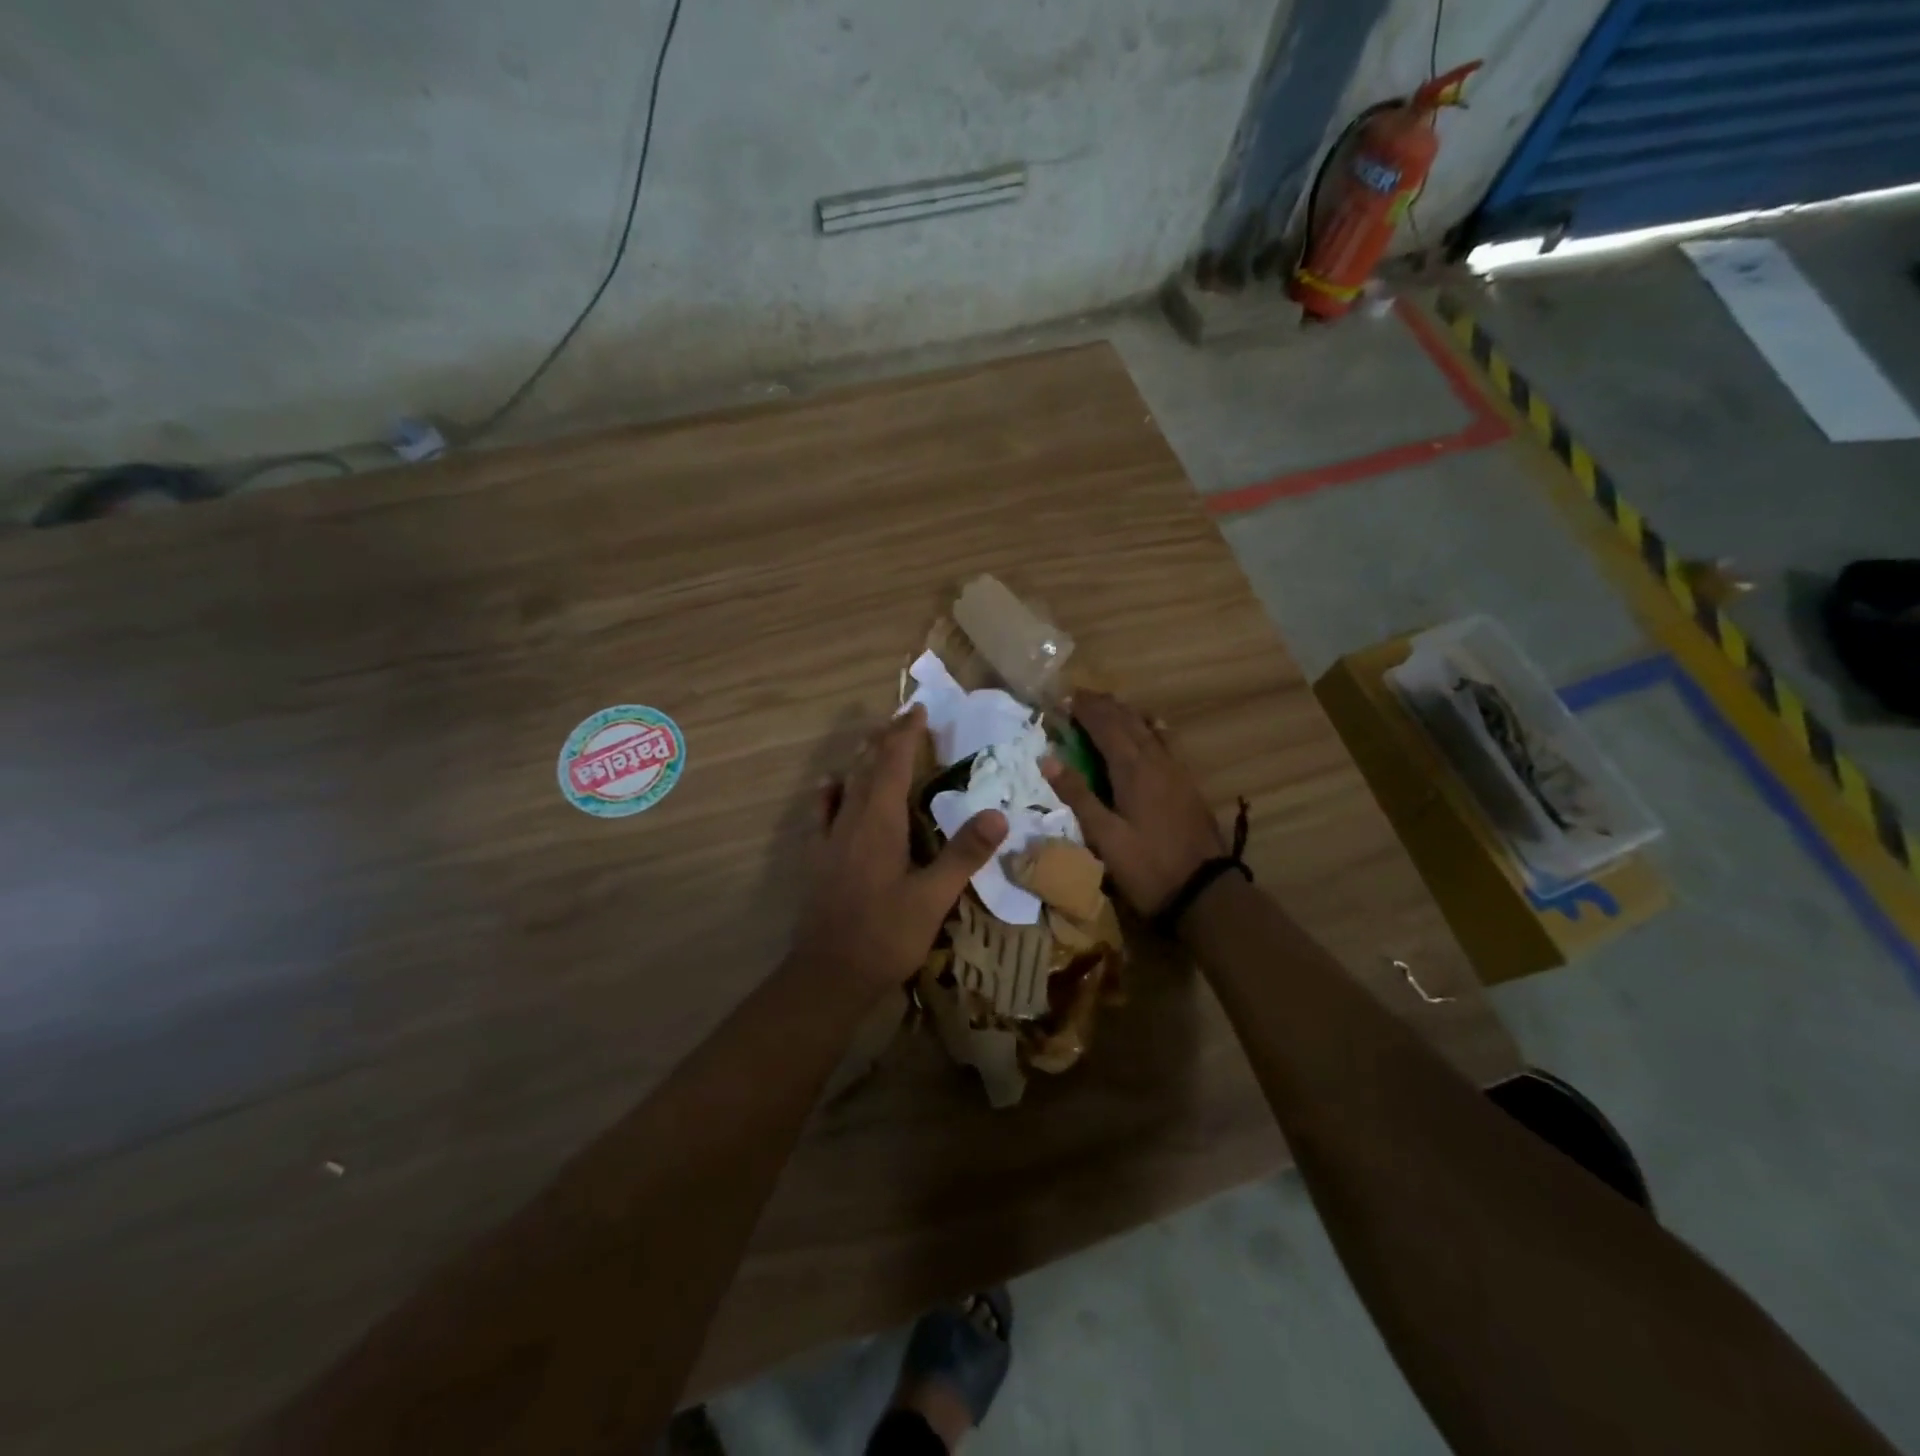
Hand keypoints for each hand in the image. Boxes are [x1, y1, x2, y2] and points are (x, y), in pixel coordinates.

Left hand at [792, 704, 1008, 990]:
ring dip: (862, 759)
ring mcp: (829, 839)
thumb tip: (998, 814)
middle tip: (904, 718)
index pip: (893, 764)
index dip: (905, 735)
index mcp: (879, 822)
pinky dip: (831, 792)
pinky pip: (822, 812)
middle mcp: (851, 820)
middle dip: (886, 739)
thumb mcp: (933, 898)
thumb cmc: (885, 936)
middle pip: (868, 767)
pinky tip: (832, 786)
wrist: (827, 975)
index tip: (918, 709)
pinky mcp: (817, 859)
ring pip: (846, 785)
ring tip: (874, 741)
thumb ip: (963, 855)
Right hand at [1043, 691, 1225, 915]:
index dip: (1083, 710)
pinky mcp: (1186, 782)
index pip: (1105, 726)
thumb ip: (1077, 795)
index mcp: (1132, 769)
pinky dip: (1150, 726)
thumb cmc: (1146, 866)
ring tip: (1106, 706)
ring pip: (1148, 727)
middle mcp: (1155, 760)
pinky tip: (1150, 726)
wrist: (1204, 891)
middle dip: (1102, 705)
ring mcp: (1175, 769)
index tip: (1062, 699)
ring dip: (1125, 712)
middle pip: (1127, 720)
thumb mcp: (1104, 836)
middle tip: (1078, 697)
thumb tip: (1047, 758)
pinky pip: (1166, 740)